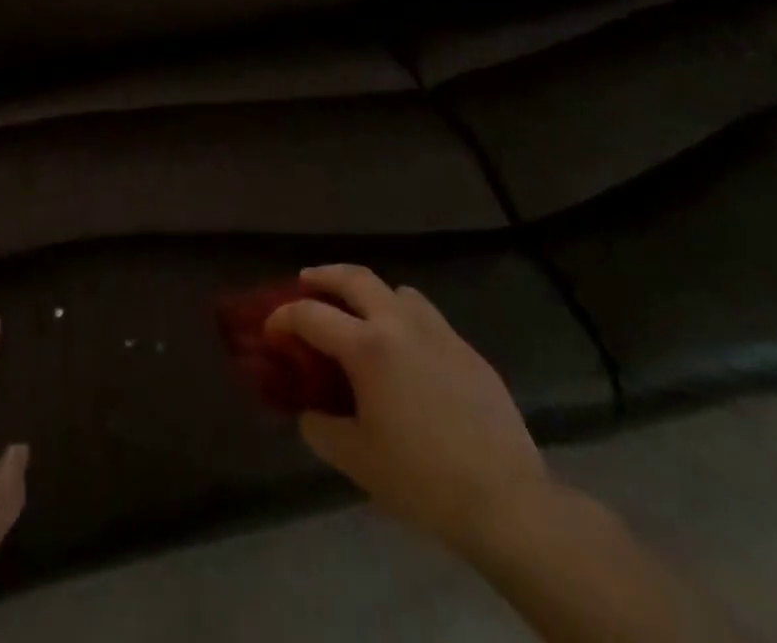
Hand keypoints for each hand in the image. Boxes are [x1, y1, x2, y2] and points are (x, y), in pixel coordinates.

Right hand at [269, 265, 549, 557]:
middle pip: (355, 277)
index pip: (311, 314)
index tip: (271, 329)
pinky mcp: (468, 351)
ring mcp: (439, 333)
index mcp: (367, 347)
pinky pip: (429, 320)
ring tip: (363, 316)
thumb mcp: (356, 459)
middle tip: (306, 281)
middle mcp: (400, 325)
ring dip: (372, 295)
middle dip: (325, 275)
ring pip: (398, 291)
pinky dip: (407, 322)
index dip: (283, 317)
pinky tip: (410, 356)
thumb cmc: (421, 479)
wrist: (505, 501)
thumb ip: (321, 428)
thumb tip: (309, 412)